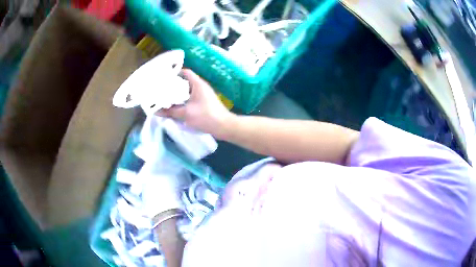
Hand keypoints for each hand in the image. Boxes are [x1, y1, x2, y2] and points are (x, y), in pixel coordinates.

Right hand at [158, 69, 233, 137]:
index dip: (174, 73)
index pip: (185, 72)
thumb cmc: (206, 116)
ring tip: (165, 99)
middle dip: (173, 86)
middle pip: (185, 82)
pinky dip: (183, 101)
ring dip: (178, 95)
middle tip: (161, 90)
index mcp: (197, 84)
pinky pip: (191, 99)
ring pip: (187, 91)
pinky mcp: (204, 103)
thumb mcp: (186, 113)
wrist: (224, 126)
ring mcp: (203, 95)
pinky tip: (176, 107)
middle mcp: (201, 87)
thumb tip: (156, 111)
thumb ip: (170, 111)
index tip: (164, 78)